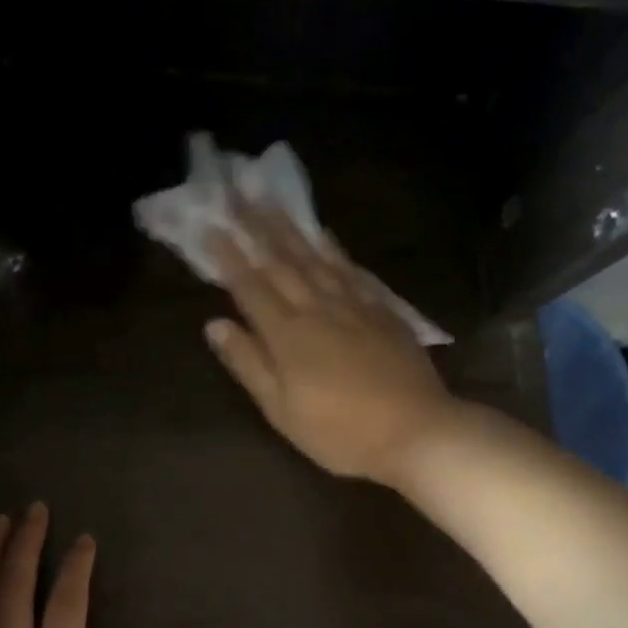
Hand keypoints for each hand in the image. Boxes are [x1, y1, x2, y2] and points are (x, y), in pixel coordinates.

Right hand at [204, 204, 462, 485]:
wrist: (417, 432)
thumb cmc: (339, 432)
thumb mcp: (281, 409)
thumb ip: (247, 363)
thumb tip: (214, 324)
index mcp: (287, 334)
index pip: (249, 286)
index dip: (228, 257)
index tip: (210, 227)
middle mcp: (317, 308)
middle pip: (281, 261)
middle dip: (255, 227)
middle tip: (237, 195)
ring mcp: (353, 305)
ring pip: (315, 257)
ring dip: (290, 228)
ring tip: (271, 202)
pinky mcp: (382, 310)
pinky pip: (351, 269)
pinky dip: (334, 248)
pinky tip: (325, 235)